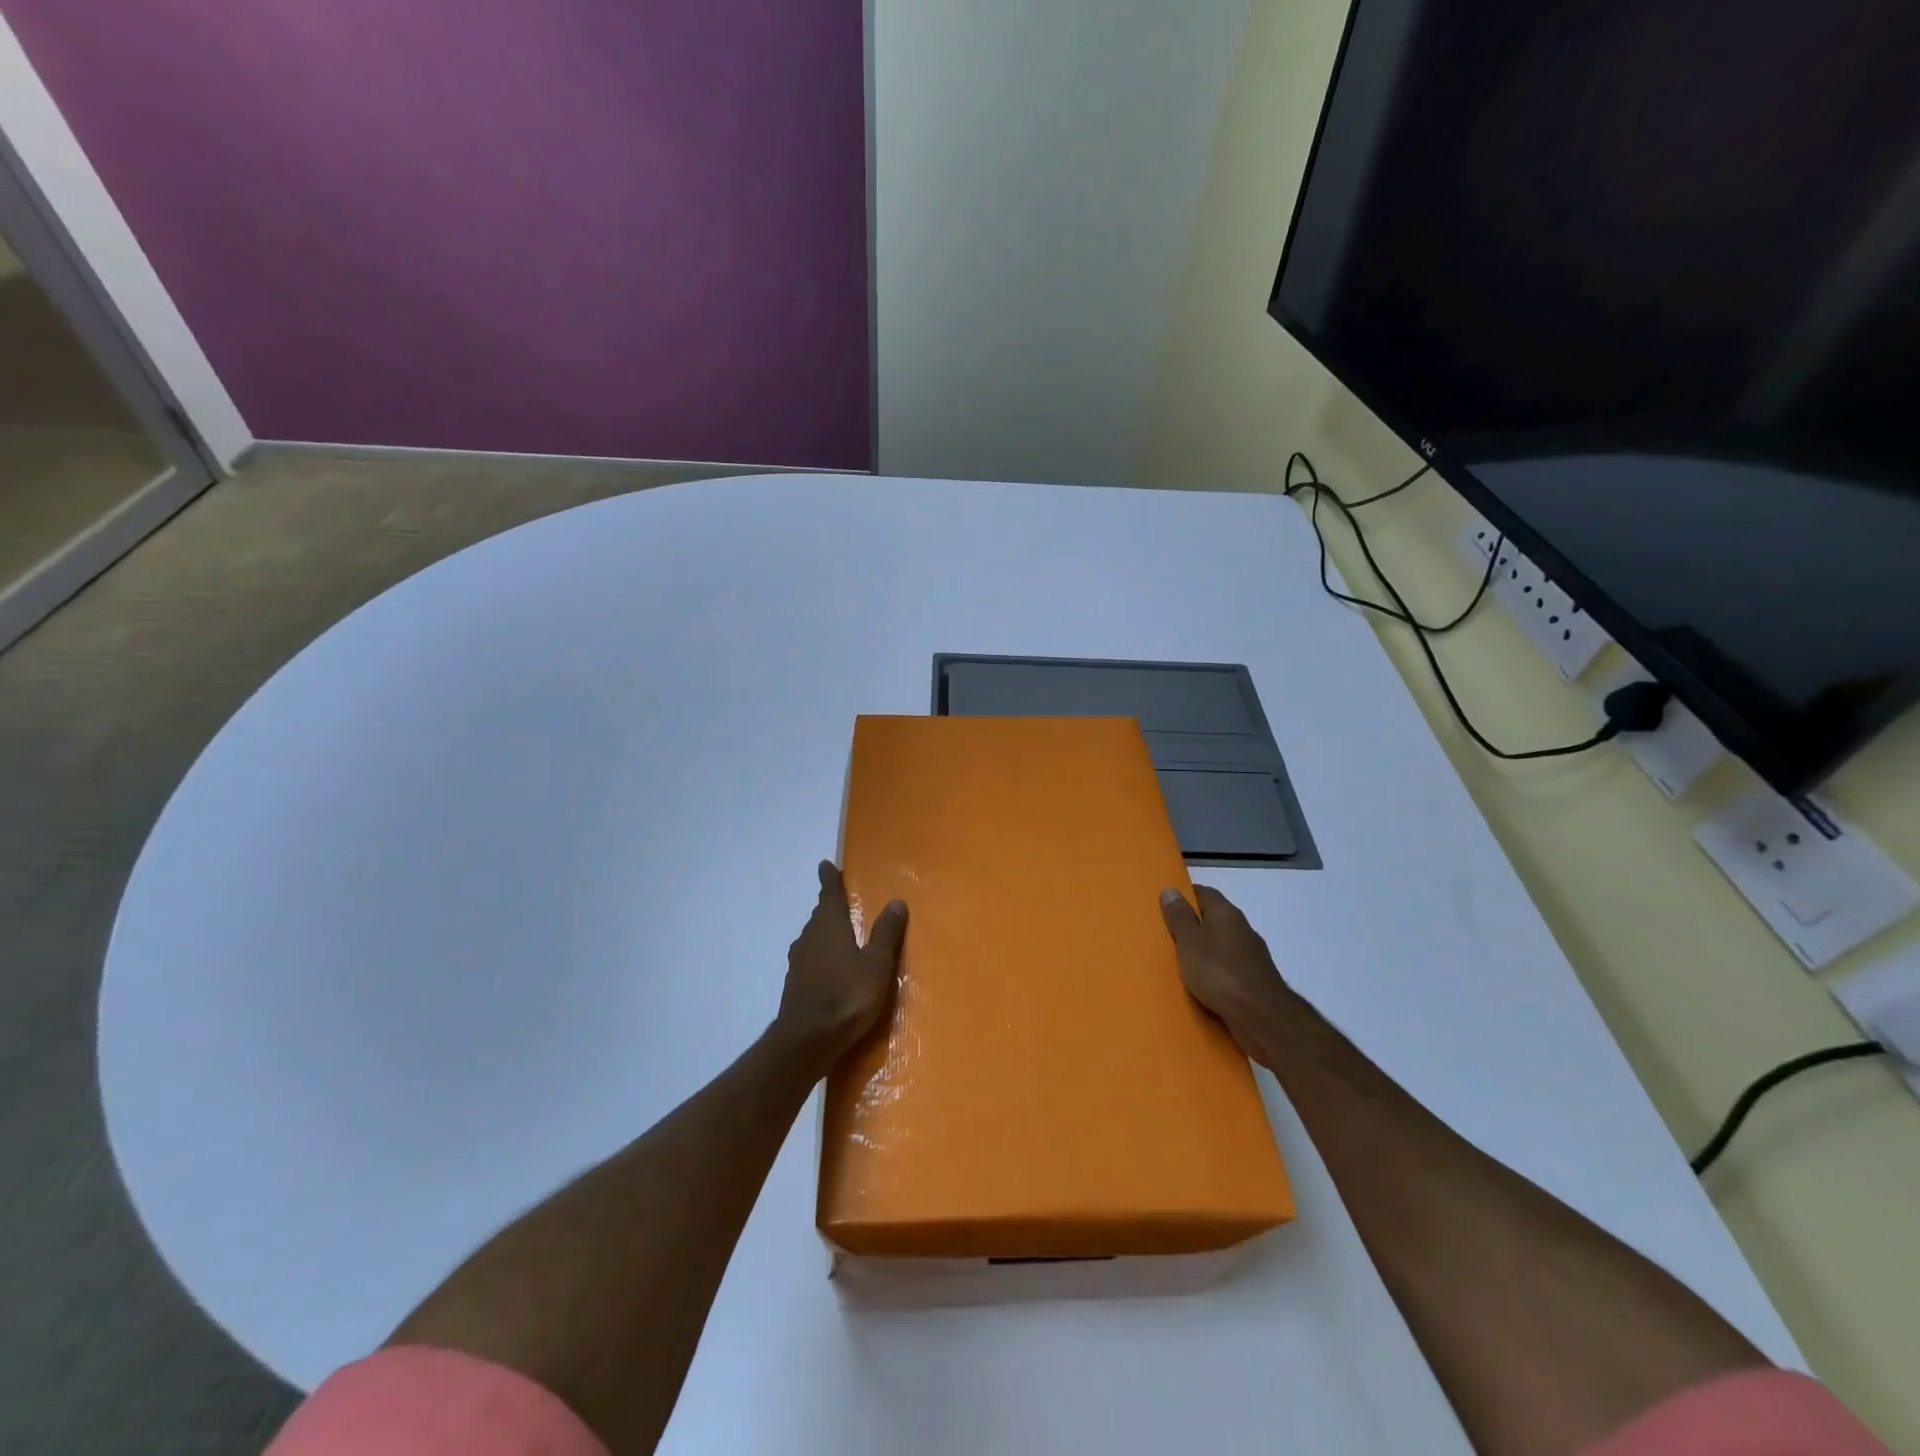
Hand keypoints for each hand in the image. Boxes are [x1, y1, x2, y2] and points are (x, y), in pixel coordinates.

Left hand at [776, 861, 907, 1065]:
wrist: (806, 1041)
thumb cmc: (846, 996)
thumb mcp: (876, 965)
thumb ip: (886, 933)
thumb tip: (896, 901)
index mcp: (829, 926)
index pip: (829, 894)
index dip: (829, 879)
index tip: (825, 865)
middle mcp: (810, 937)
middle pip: (820, 915)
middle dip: (830, 906)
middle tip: (840, 900)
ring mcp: (799, 962)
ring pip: (813, 937)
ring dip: (825, 932)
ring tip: (840, 934)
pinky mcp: (795, 984)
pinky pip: (810, 958)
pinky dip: (821, 955)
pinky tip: (831, 968)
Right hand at [1160, 885, 1293, 1055]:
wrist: (1262, 1016)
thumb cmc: (1219, 972)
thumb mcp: (1189, 942)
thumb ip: (1179, 917)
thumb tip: (1170, 889)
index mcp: (1226, 913)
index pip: (1204, 893)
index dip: (1185, 896)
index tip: (1167, 904)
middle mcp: (1242, 928)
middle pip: (1214, 918)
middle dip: (1194, 924)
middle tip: (1168, 934)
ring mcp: (1252, 955)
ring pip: (1222, 944)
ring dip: (1206, 950)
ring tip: (1182, 962)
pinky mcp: (1256, 979)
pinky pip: (1229, 968)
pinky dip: (1216, 971)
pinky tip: (1203, 984)